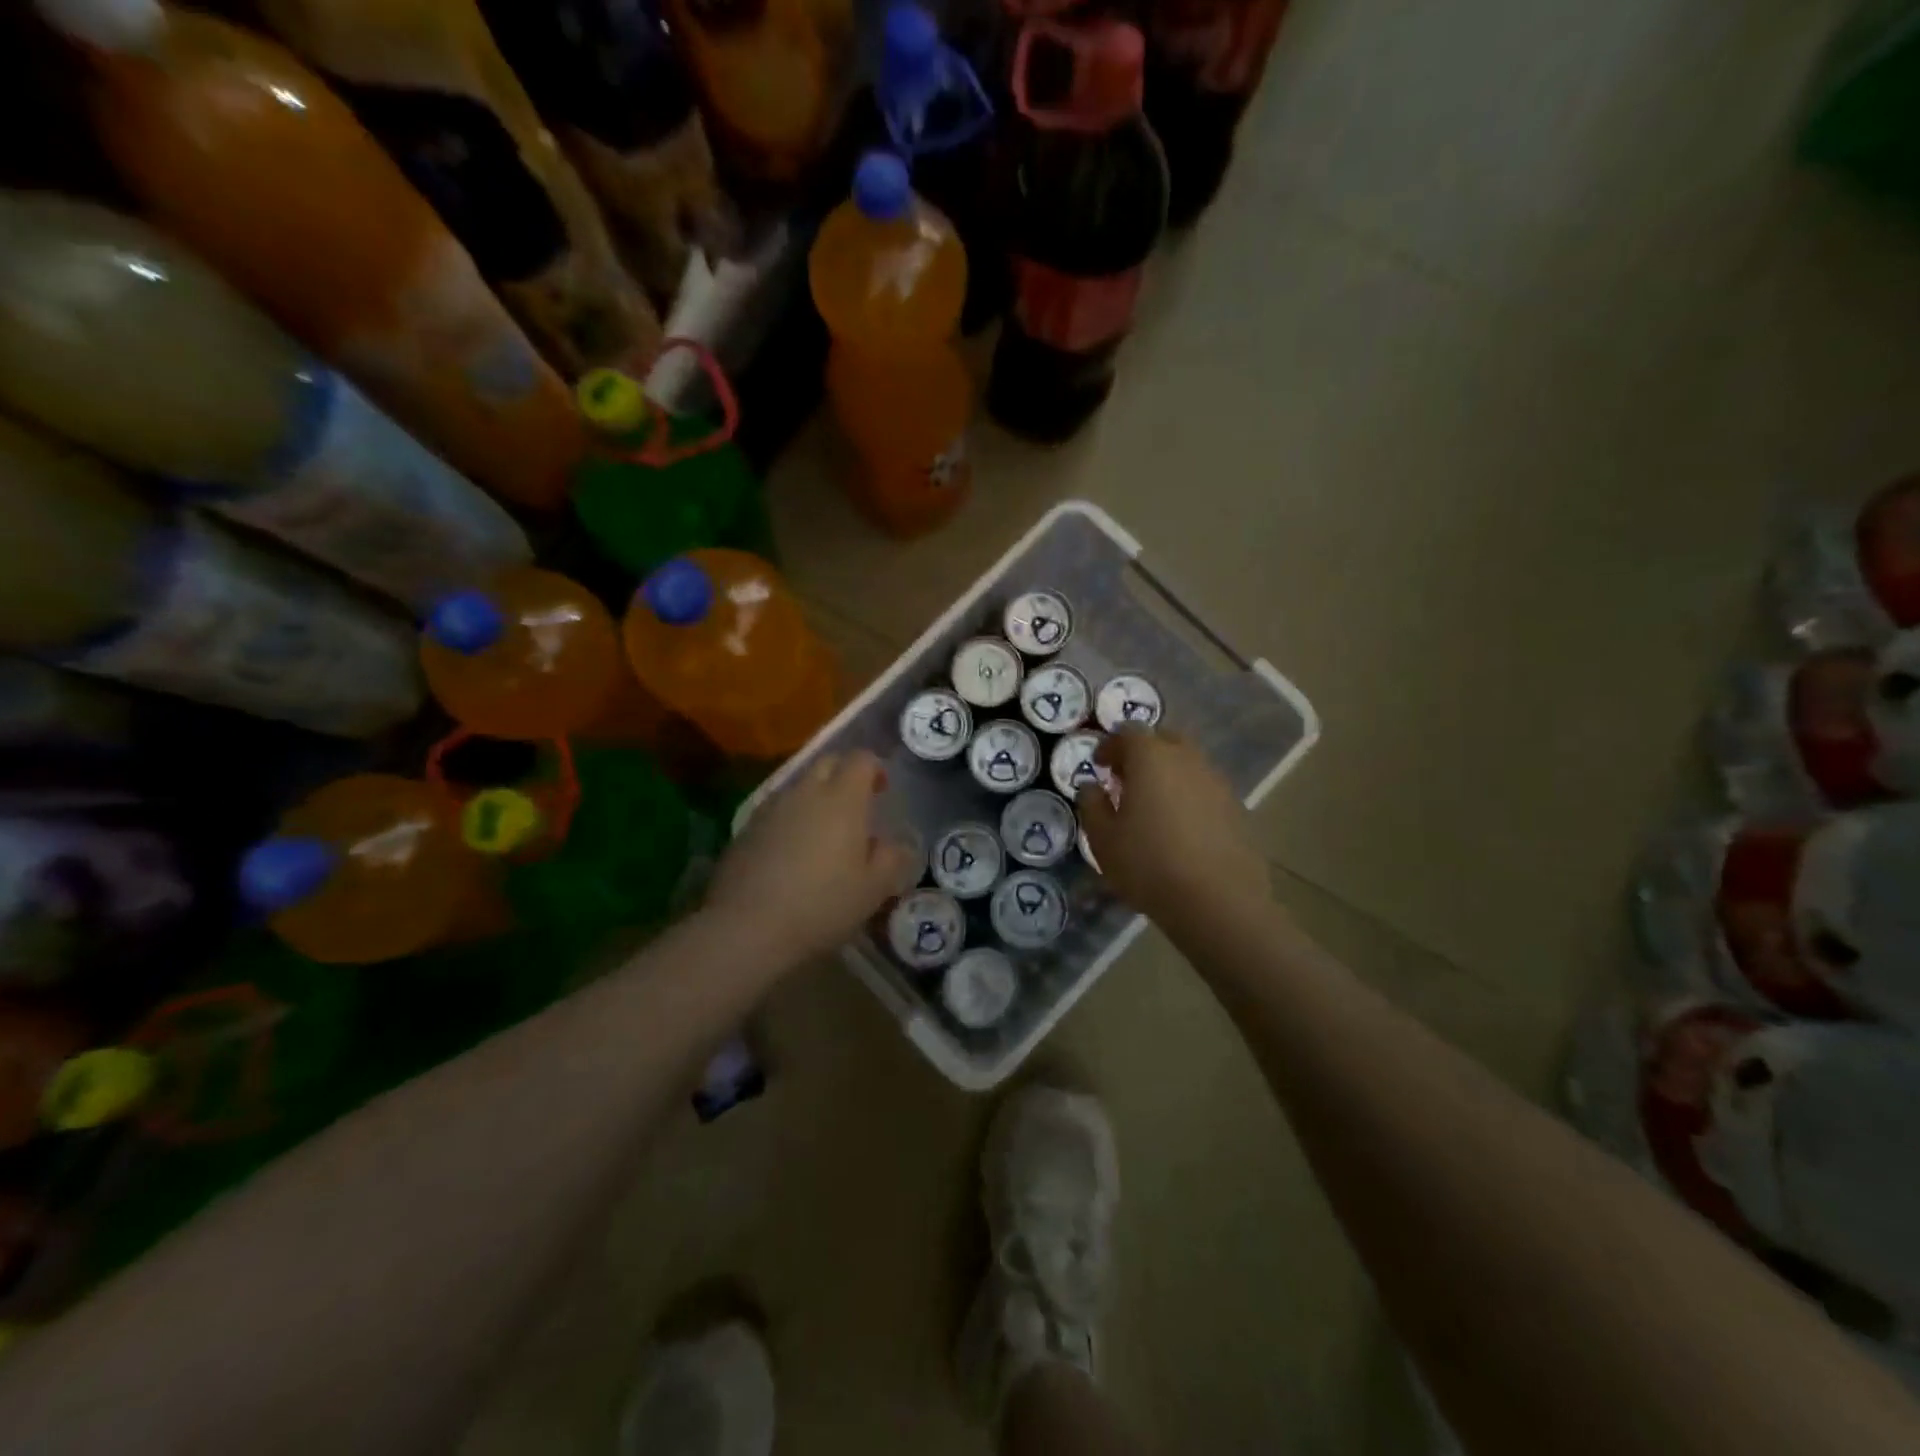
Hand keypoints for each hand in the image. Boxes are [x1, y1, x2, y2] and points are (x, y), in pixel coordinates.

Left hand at [707, 751, 916, 966]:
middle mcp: (806, 792)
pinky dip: (791, 819)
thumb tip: (897, 845)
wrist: (748, 926)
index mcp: (842, 799)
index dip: (875, 768)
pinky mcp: (746, 828)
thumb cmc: (822, 904)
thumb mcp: (873, 889)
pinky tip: (793, 852)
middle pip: (827, 763)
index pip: (861, 759)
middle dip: (844, 774)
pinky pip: (777, 810)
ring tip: (824, 832)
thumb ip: (892, 859)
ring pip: (799, 786)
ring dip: (816, 797)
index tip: (882, 790)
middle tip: (856, 806)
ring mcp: (772, 808)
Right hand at [1075, 729, 1269, 931]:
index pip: (1128, 732)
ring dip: (1168, 774)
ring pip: (1188, 763)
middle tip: (1127, 779)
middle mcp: (1187, 759)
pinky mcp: (1236, 807)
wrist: (1218, 901)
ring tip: (1153, 805)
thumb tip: (1092, 786)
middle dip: (1143, 752)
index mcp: (1151, 757)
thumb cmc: (1149, 864)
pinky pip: (1205, 788)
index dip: (1110, 745)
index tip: (1099, 765)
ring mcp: (1217, 782)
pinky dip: (1189, 795)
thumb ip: (1092, 804)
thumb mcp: (1102, 839)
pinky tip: (1180, 827)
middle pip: (1164, 739)